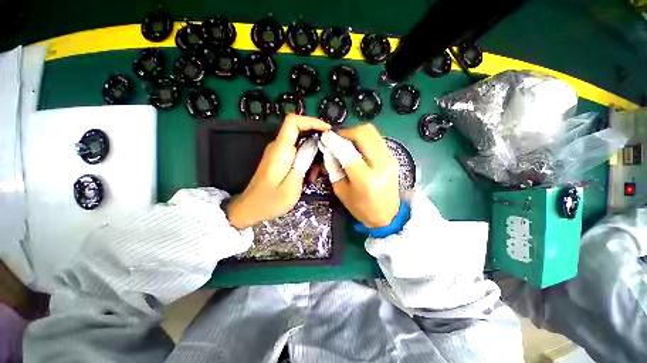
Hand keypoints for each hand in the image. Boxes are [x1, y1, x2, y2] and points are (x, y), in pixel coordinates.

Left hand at [226, 115, 330, 228]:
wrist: (250, 208)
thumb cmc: (270, 201)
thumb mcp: (292, 185)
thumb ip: (302, 163)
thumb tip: (312, 146)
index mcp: (280, 150)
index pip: (293, 121)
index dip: (311, 121)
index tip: (327, 130)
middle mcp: (278, 147)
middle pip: (300, 131)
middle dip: (316, 142)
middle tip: (326, 158)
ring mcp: (278, 153)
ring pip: (300, 144)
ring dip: (312, 155)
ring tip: (317, 173)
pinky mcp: (279, 160)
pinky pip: (296, 153)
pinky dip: (306, 160)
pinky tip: (309, 176)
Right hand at [322, 124, 400, 227]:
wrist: (387, 215)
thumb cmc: (361, 208)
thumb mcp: (341, 190)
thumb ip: (333, 168)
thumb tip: (328, 149)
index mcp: (365, 178)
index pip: (347, 151)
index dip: (334, 141)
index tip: (325, 137)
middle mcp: (381, 164)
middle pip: (363, 133)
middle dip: (346, 132)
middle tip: (336, 139)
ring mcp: (390, 158)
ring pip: (372, 132)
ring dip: (355, 133)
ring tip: (345, 142)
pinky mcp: (393, 156)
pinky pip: (376, 138)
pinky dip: (364, 138)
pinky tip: (356, 146)